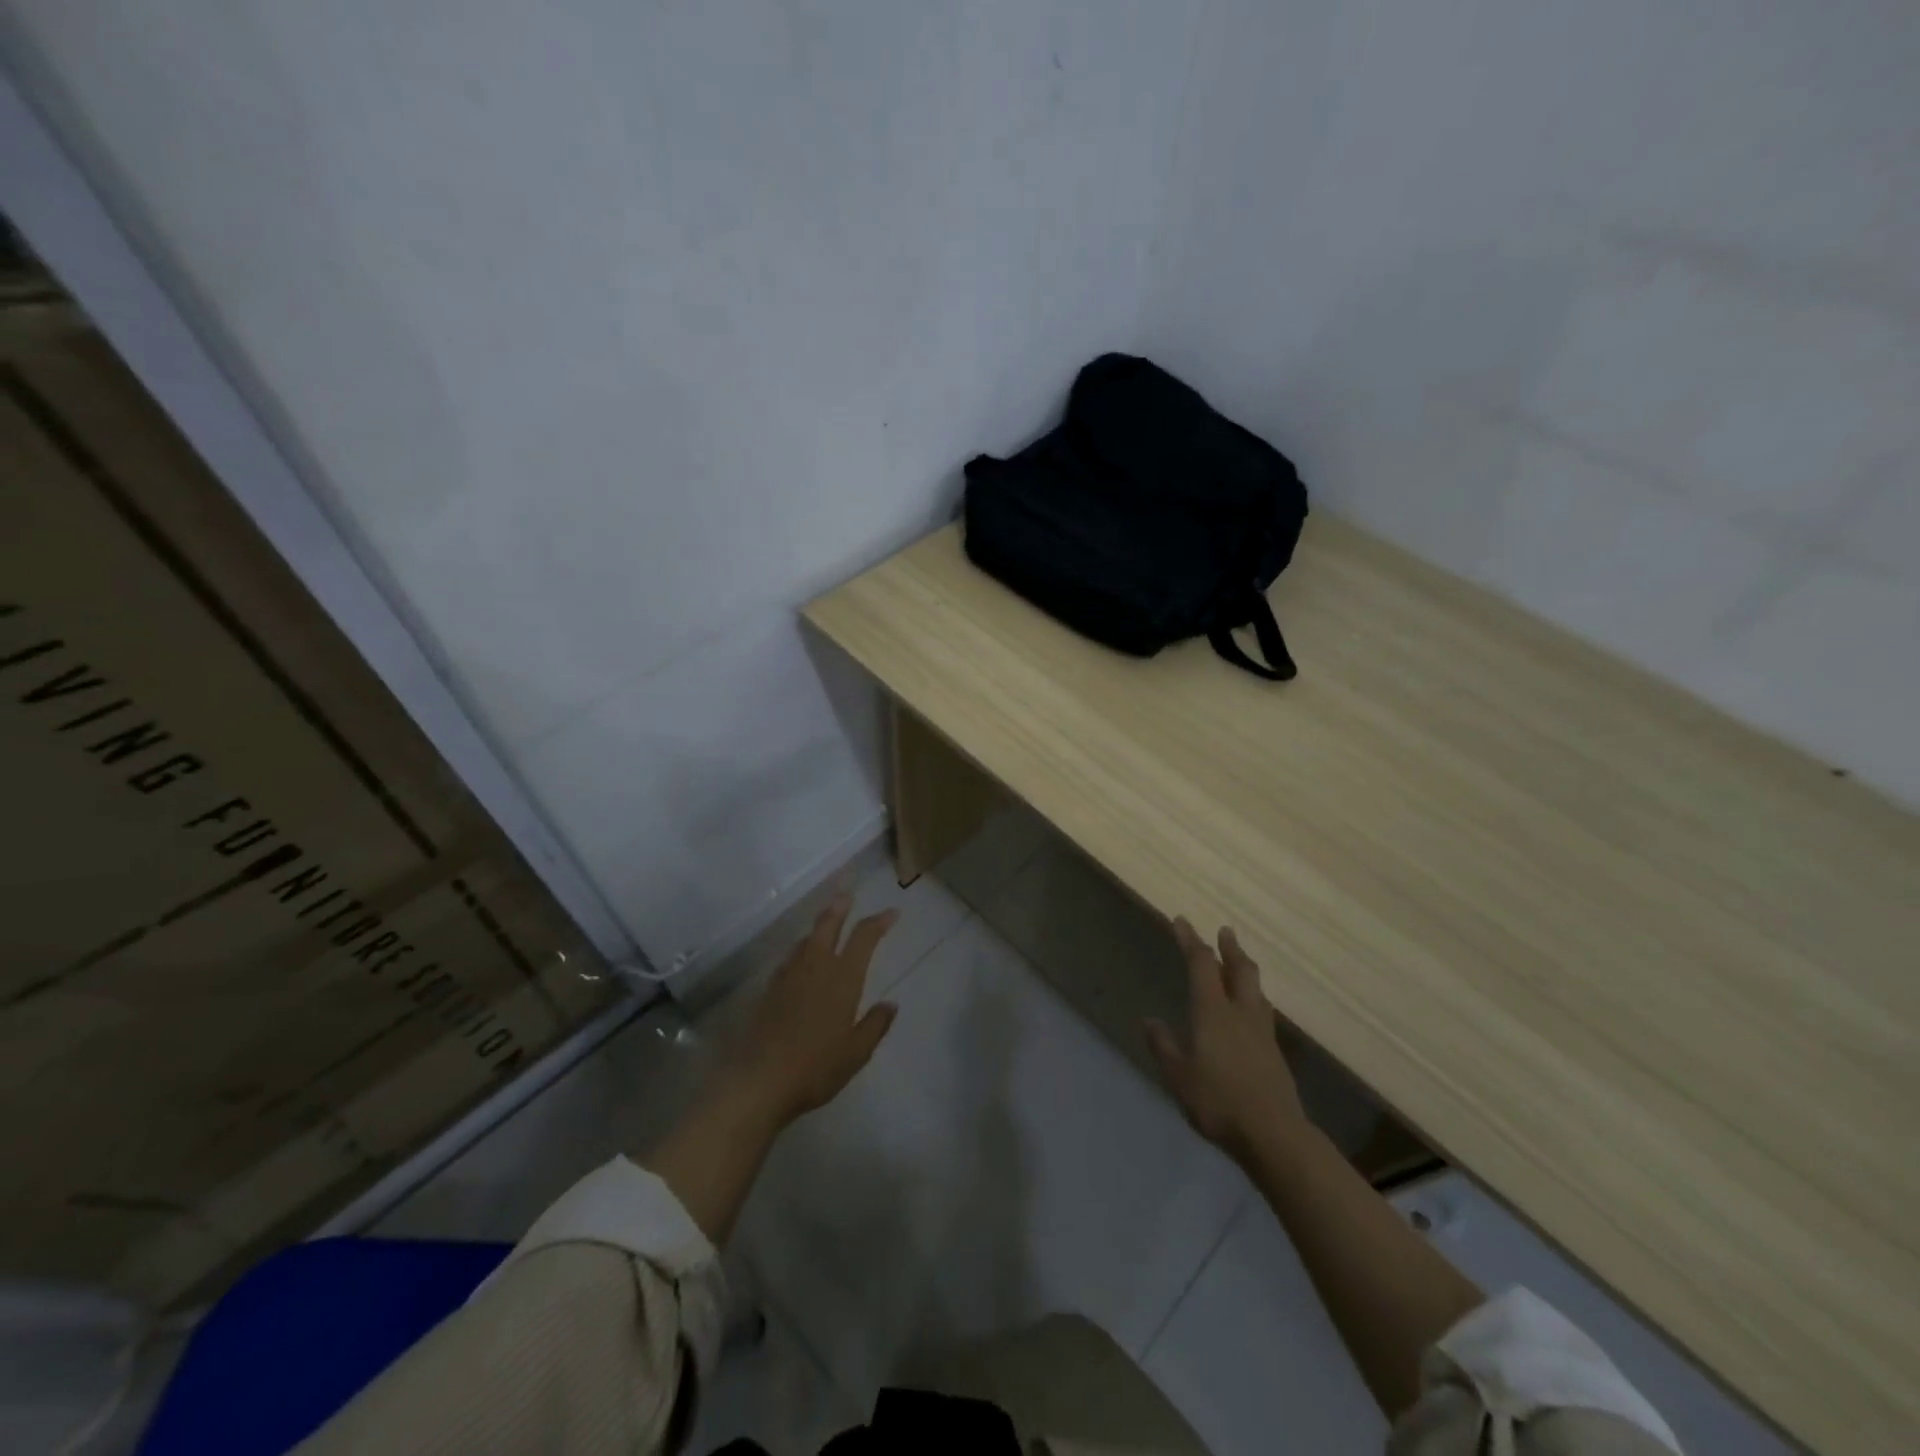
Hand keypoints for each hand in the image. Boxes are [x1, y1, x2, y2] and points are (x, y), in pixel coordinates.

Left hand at [731, 894, 899, 1126]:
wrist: (761, 1080)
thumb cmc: (816, 1066)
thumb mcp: (857, 1052)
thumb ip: (875, 1025)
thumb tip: (890, 1004)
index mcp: (843, 977)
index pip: (864, 937)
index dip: (879, 921)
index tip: (892, 913)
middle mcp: (816, 966)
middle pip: (828, 925)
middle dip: (840, 907)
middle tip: (847, 894)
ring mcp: (789, 975)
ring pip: (806, 939)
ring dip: (819, 927)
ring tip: (827, 924)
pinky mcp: (770, 989)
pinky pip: (791, 958)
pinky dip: (802, 950)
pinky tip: (801, 961)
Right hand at [1146, 919, 1306, 1162]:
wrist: (1274, 1135)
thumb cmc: (1219, 1102)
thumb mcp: (1179, 1076)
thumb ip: (1164, 1046)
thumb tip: (1149, 1020)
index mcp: (1213, 1012)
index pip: (1201, 965)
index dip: (1191, 940)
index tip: (1181, 921)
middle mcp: (1240, 1013)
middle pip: (1239, 969)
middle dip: (1230, 947)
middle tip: (1224, 931)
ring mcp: (1262, 1032)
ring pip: (1255, 989)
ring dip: (1244, 970)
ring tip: (1237, 965)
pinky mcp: (1275, 1053)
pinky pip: (1262, 1012)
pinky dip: (1252, 998)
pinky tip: (1249, 1011)